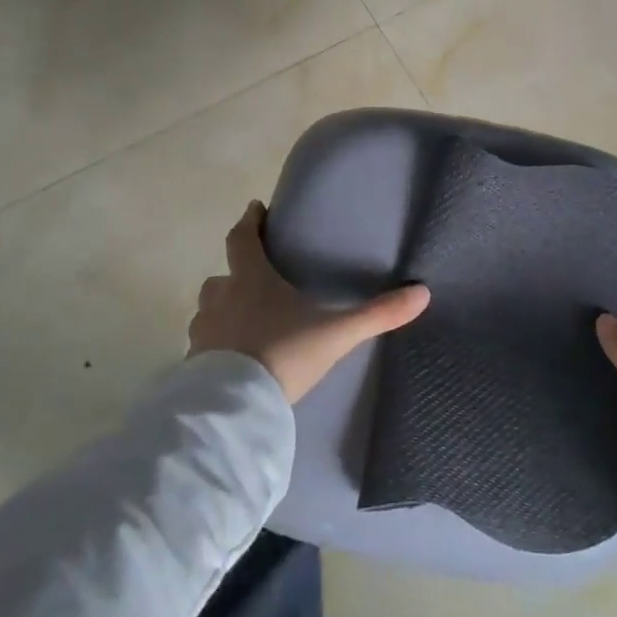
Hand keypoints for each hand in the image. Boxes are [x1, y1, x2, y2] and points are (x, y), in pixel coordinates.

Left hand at [189, 201, 430, 403]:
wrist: (236, 407)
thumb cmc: (284, 355)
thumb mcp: (336, 334)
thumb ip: (378, 314)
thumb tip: (422, 293)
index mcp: (252, 281)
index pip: (243, 240)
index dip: (249, 222)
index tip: (254, 209)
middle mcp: (222, 300)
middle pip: (221, 276)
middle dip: (235, 273)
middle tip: (253, 277)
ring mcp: (204, 333)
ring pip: (208, 309)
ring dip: (222, 308)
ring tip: (242, 320)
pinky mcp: (193, 364)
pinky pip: (203, 345)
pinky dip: (215, 344)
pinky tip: (231, 358)